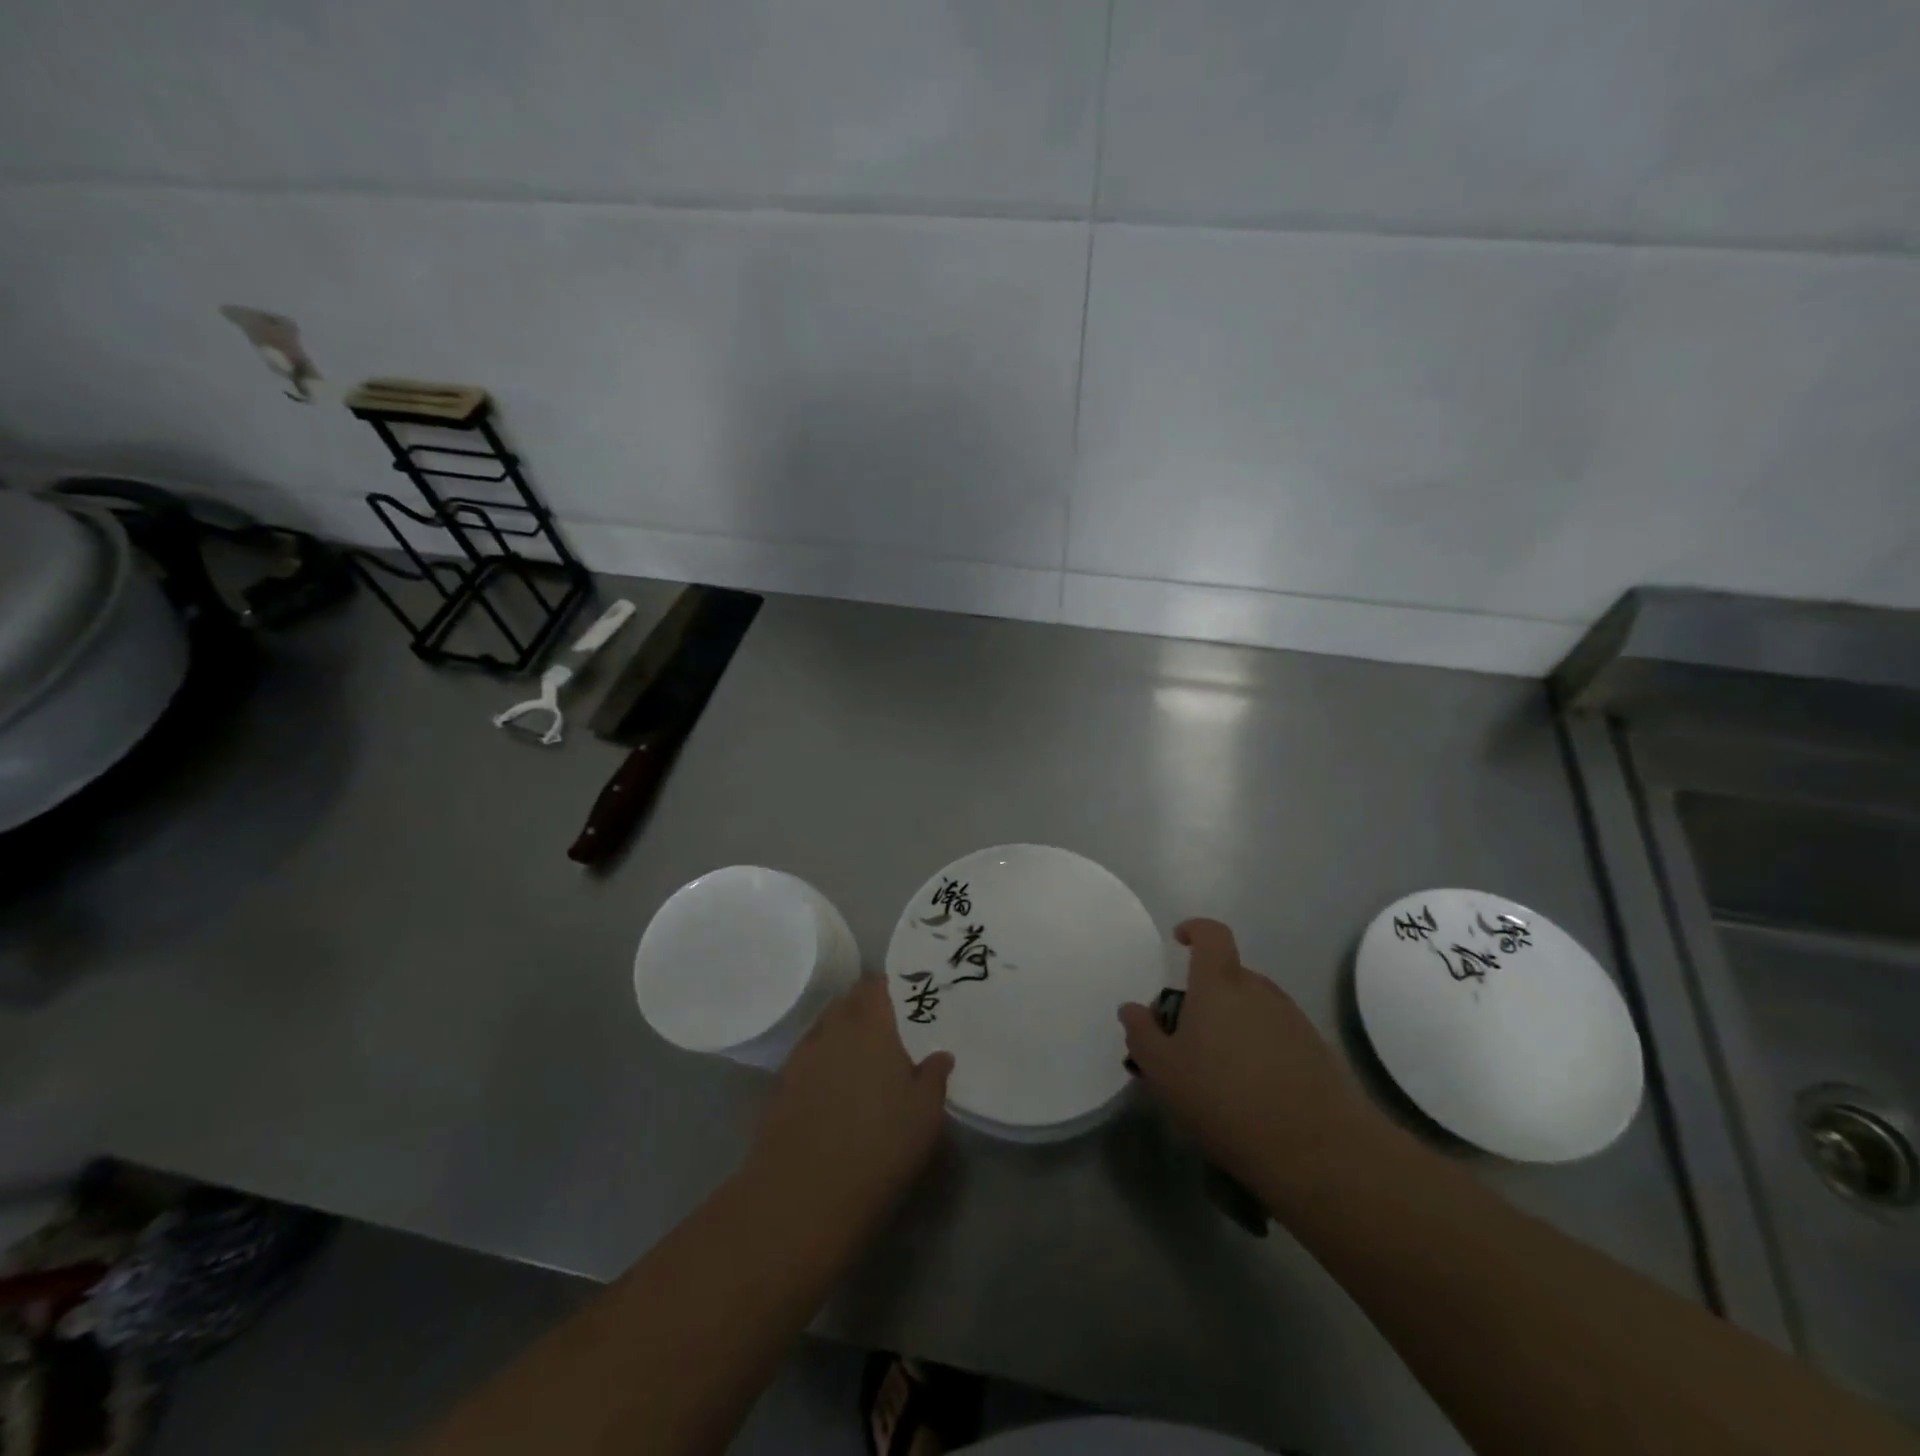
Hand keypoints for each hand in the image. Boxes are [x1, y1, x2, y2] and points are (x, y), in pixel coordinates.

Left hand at [746, 978, 953, 1231]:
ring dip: (843, 1033)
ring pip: (826, 1028)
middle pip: (848, 1002)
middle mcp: (833, 1029)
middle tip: (889, 1025)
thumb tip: (941, 1055)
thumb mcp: (924, 1115)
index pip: (875, 986)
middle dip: (866, 1007)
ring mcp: (803, 1056)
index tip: (906, 997)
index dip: (889, 987)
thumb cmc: (878, 1146)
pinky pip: (809, 1057)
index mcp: (870, 1025)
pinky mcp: (782, 1085)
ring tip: (863, 1055)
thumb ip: (934, 1077)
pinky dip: (824, 1060)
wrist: (803, 1194)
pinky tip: (835, 1085)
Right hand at [1120, 919, 1372, 1200]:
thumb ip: (1143, 1035)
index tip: (1179, 941)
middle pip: (1230, 977)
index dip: (1195, 930)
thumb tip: (1131, 1008)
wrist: (1319, 1150)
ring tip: (1220, 1071)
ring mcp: (1294, 1018)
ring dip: (1234, 1025)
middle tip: (1188, 1036)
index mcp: (1220, 984)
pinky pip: (1279, 1034)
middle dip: (1207, 996)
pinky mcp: (1318, 1050)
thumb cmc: (1226, 1099)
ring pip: (1254, 1007)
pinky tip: (1253, 1092)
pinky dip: (1261, 1049)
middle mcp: (1259, 990)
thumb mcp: (1165, 1072)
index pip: (1212, 934)